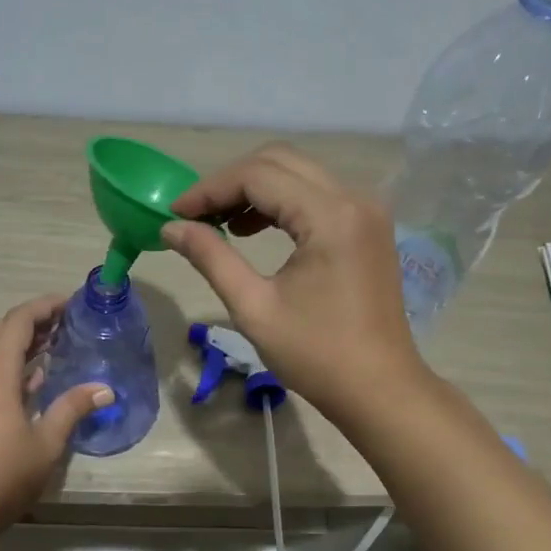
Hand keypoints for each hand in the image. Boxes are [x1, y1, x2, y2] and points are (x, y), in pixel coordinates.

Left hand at [0, 294, 112, 542]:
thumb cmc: (3, 475)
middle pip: (2, 329)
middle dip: (33, 320)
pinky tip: (33, 379)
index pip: (18, 321)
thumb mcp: (47, 442)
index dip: (44, 306)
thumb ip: (73, 408)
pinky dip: (10, 363)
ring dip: (20, 341)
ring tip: (55, 345)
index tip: (71, 303)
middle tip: (67, 323)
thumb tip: (105, 389)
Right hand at [165, 144, 427, 422]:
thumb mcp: (254, 308)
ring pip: (298, 173)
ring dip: (255, 189)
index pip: (258, 175)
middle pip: (280, 161)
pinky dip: (280, 202)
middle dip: (230, 183)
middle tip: (194, 217)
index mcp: (330, 215)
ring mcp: (366, 210)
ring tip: (218, 224)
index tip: (174, 214)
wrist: (379, 389)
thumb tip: (171, 228)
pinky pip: (316, 194)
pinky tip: (253, 229)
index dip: (209, 189)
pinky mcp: (368, 226)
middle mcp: (354, 198)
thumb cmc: (316, 355)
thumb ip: (211, 258)